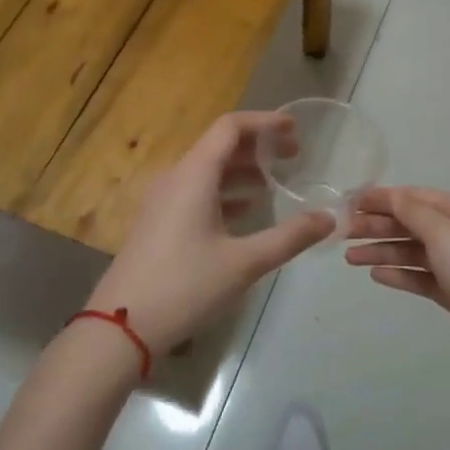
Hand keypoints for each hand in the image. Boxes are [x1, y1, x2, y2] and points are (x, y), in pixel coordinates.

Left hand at [85, 112, 334, 362]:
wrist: (120, 327)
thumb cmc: (185, 286)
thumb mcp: (244, 263)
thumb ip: (289, 237)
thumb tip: (329, 219)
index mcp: (193, 175)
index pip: (230, 127)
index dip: (264, 122)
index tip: (294, 129)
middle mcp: (175, 178)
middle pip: (219, 146)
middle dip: (258, 147)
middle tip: (293, 156)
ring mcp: (162, 201)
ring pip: (207, 171)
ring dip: (242, 170)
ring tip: (275, 182)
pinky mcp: (157, 223)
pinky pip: (195, 192)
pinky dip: (224, 192)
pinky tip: (246, 211)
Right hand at [344, 186, 449, 369]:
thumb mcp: (444, 233)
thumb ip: (413, 212)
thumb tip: (390, 194)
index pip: (416, 197)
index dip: (383, 198)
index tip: (350, 202)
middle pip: (412, 224)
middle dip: (378, 226)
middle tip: (343, 233)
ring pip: (413, 251)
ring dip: (382, 251)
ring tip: (350, 258)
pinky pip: (421, 277)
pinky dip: (399, 274)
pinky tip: (376, 274)